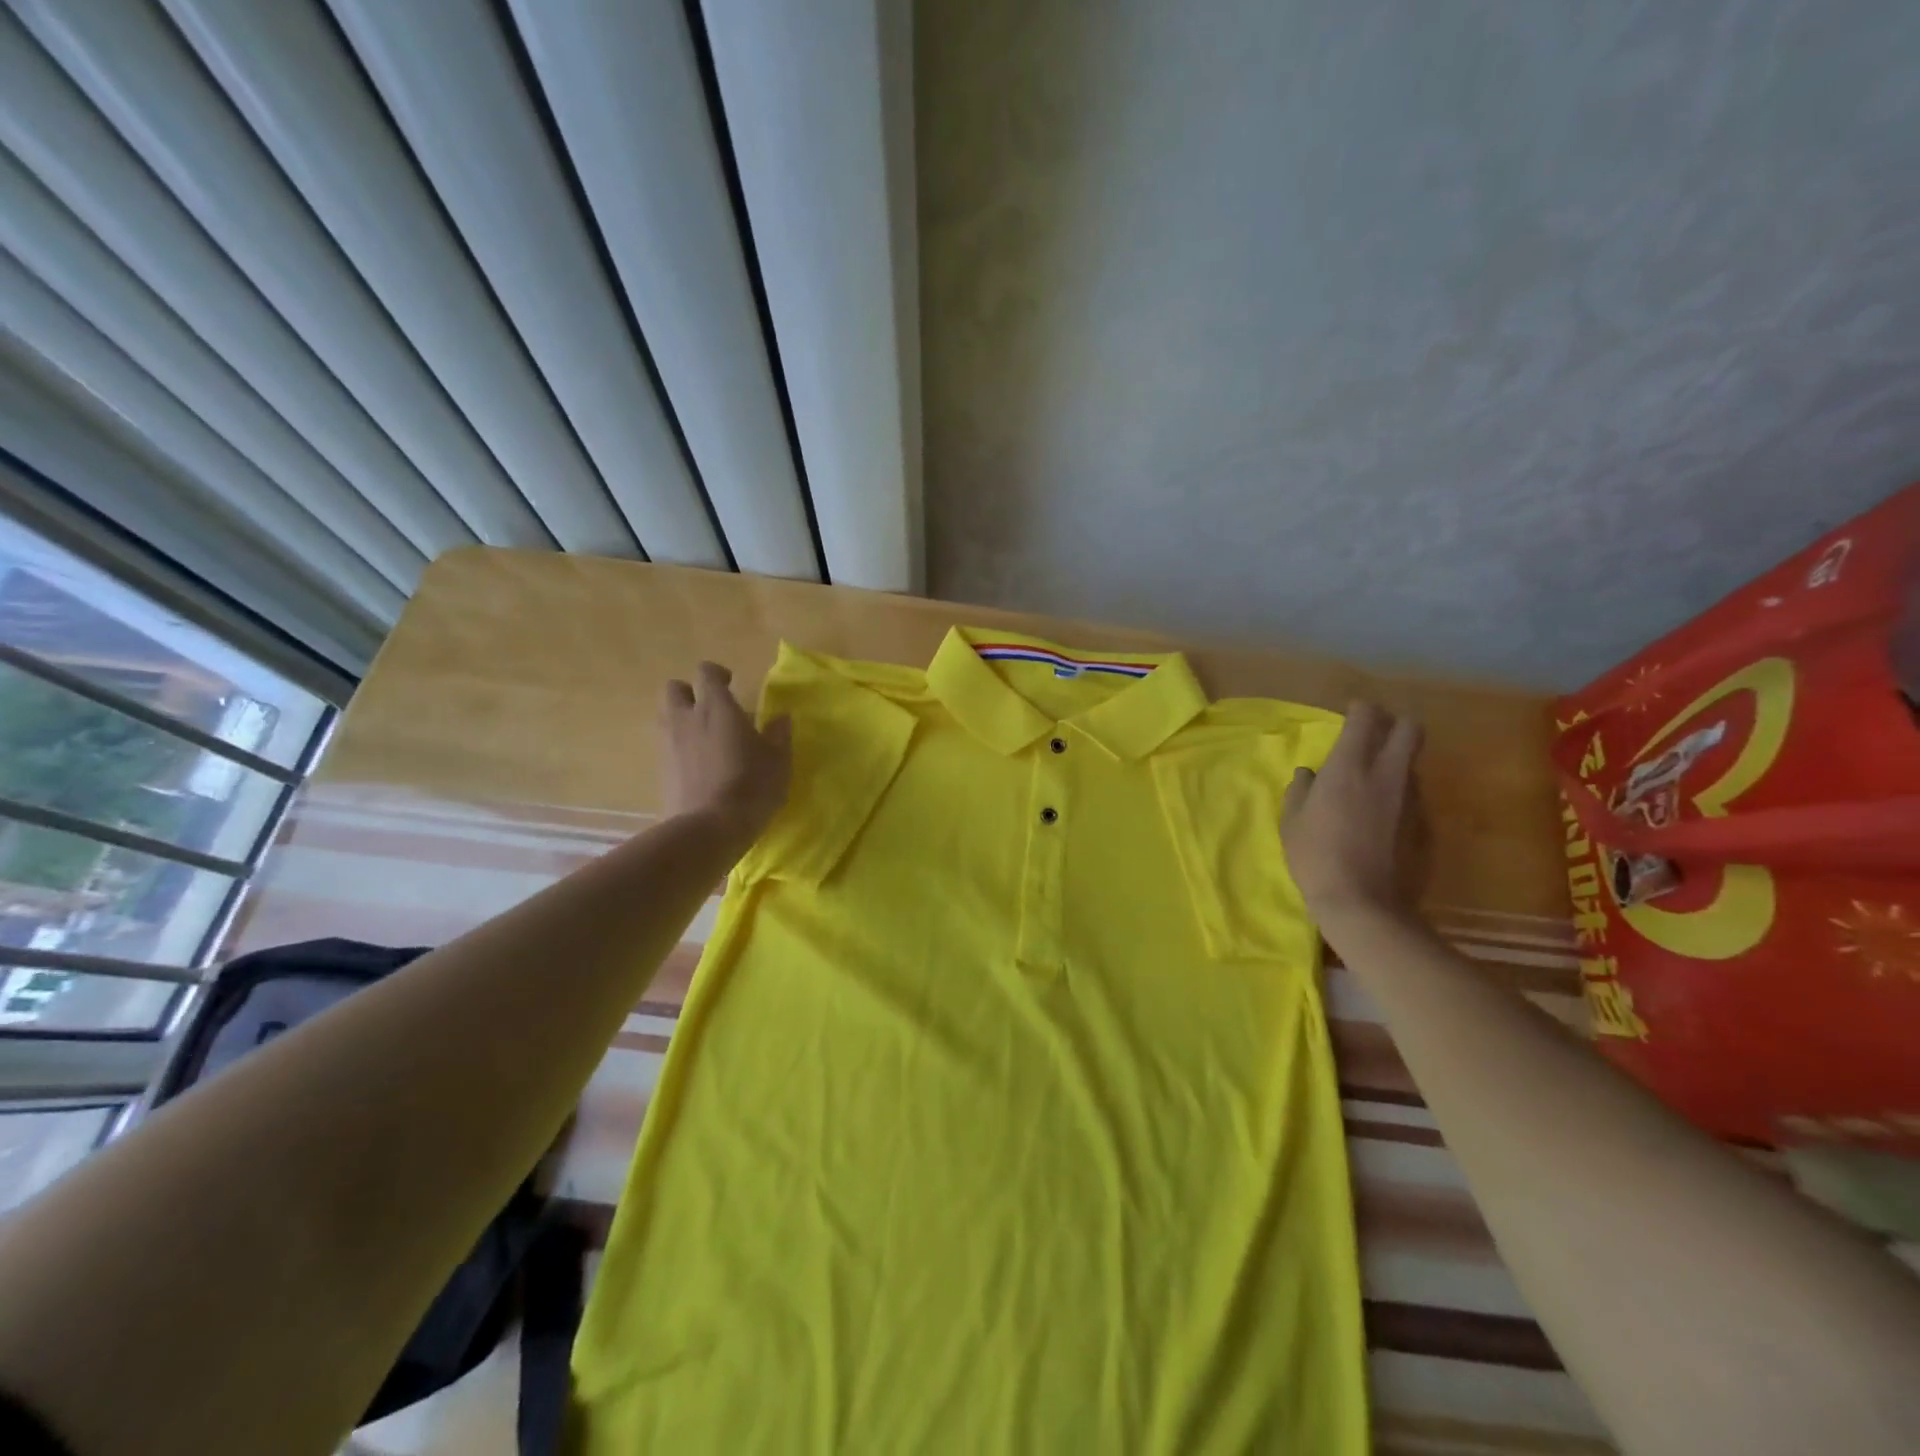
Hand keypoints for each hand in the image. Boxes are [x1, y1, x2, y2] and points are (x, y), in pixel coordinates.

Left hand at [659, 662, 790, 841]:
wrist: (709, 828)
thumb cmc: (751, 786)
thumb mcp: (778, 760)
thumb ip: (778, 735)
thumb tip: (781, 718)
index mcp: (716, 707)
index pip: (705, 672)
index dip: (716, 674)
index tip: (731, 684)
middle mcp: (686, 718)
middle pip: (674, 689)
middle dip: (690, 693)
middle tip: (712, 709)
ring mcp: (668, 744)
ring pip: (666, 716)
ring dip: (682, 719)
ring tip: (706, 737)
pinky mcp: (660, 769)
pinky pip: (666, 745)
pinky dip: (679, 747)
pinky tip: (699, 765)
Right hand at [1281, 701, 1426, 925]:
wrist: (1363, 903)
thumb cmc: (1315, 856)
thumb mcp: (1292, 821)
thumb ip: (1300, 790)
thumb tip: (1308, 775)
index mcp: (1350, 767)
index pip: (1367, 718)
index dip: (1360, 709)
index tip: (1350, 713)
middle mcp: (1387, 774)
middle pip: (1410, 729)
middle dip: (1394, 724)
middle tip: (1373, 735)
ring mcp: (1410, 799)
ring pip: (1410, 763)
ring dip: (1394, 762)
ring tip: (1370, 783)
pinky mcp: (1423, 824)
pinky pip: (1410, 796)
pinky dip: (1396, 796)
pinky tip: (1379, 818)